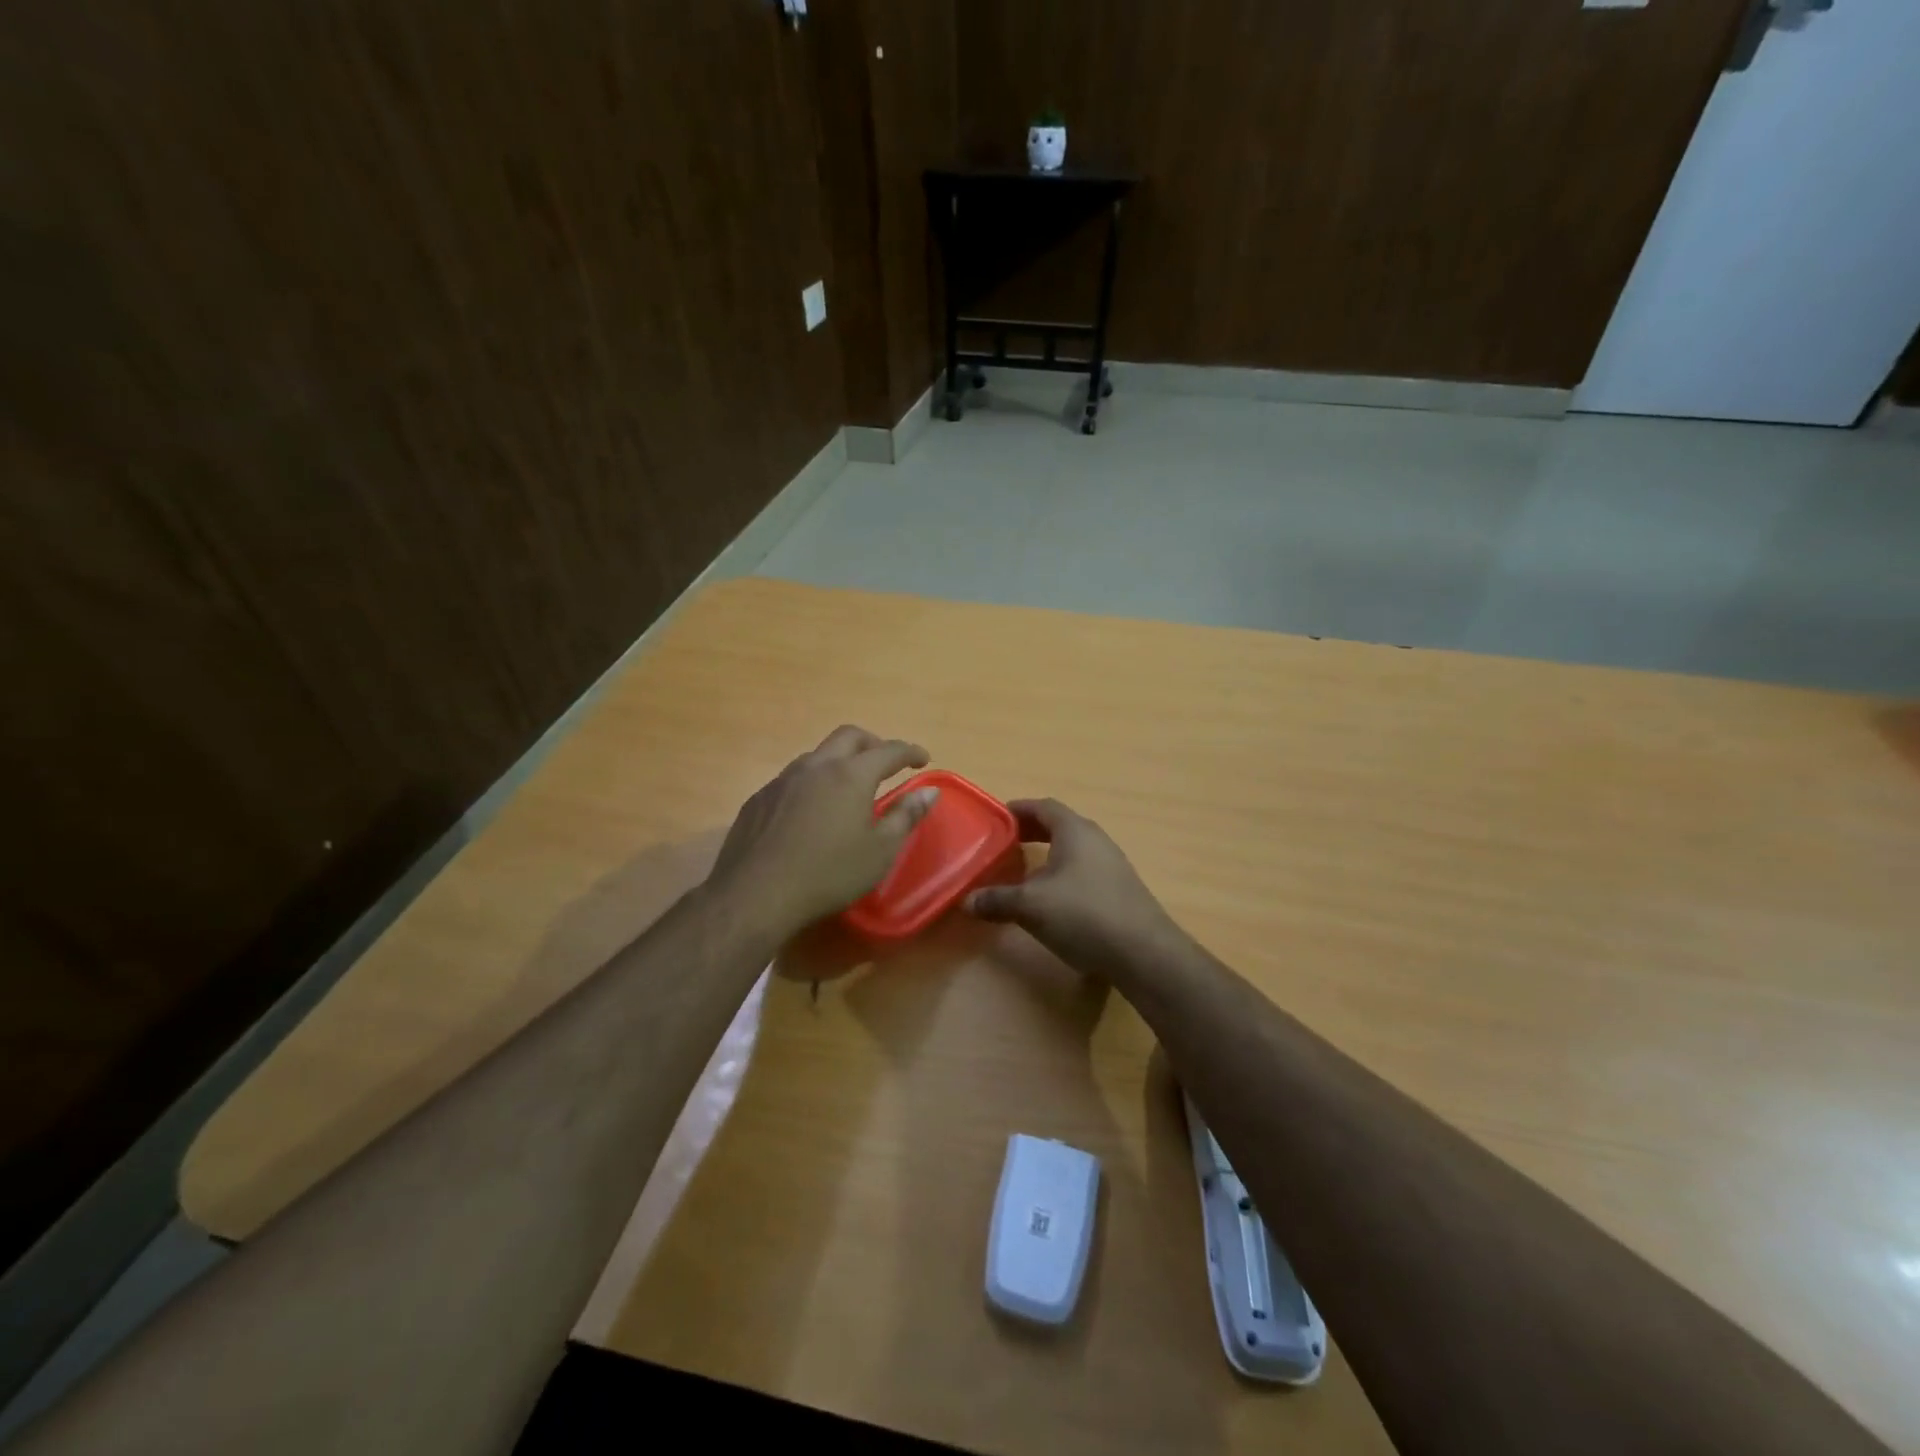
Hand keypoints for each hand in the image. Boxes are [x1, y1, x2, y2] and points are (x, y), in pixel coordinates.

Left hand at [707, 725, 939, 939]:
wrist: (756, 894)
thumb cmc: (829, 874)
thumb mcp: (880, 851)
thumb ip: (906, 816)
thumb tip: (929, 791)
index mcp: (851, 775)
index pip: (888, 751)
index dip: (909, 752)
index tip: (922, 759)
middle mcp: (816, 766)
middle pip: (849, 737)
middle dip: (873, 744)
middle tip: (886, 764)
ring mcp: (783, 779)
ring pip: (818, 754)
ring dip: (839, 761)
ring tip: (848, 786)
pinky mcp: (760, 798)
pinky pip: (793, 778)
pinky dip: (813, 782)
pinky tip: (811, 810)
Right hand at [965, 798, 1184, 980]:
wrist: (1144, 953)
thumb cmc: (1083, 914)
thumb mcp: (1031, 906)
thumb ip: (997, 900)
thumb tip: (966, 900)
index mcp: (1075, 830)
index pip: (1043, 806)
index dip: (1017, 810)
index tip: (995, 820)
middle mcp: (1096, 840)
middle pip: (1059, 826)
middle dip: (1030, 832)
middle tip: (1004, 845)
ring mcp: (1112, 865)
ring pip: (1073, 850)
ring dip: (1048, 856)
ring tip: (1023, 873)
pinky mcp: (1120, 890)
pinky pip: (1084, 871)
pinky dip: (1063, 875)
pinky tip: (1052, 900)